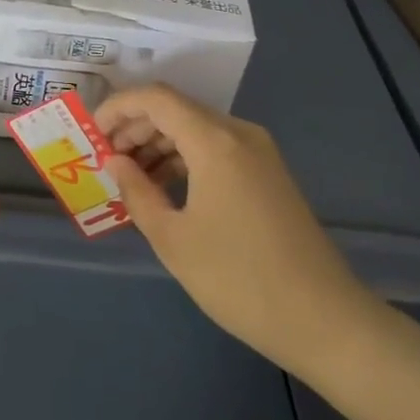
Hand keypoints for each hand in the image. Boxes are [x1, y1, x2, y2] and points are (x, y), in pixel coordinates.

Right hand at [100, 86, 382, 381]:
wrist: (327, 321)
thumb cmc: (240, 280)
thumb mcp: (174, 239)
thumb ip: (137, 192)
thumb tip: (114, 161)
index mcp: (214, 141)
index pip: (155, 98)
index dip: (117, 108)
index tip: (92, 135)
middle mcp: (238, 133)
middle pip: (175, 109)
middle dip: (135, 127)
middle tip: (106, 159)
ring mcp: (258, 152)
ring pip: (195, 127)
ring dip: (158, 143)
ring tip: (130, 177)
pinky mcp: (268, 173)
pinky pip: (215, 147)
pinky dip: (184, 157)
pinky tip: (166, 188)